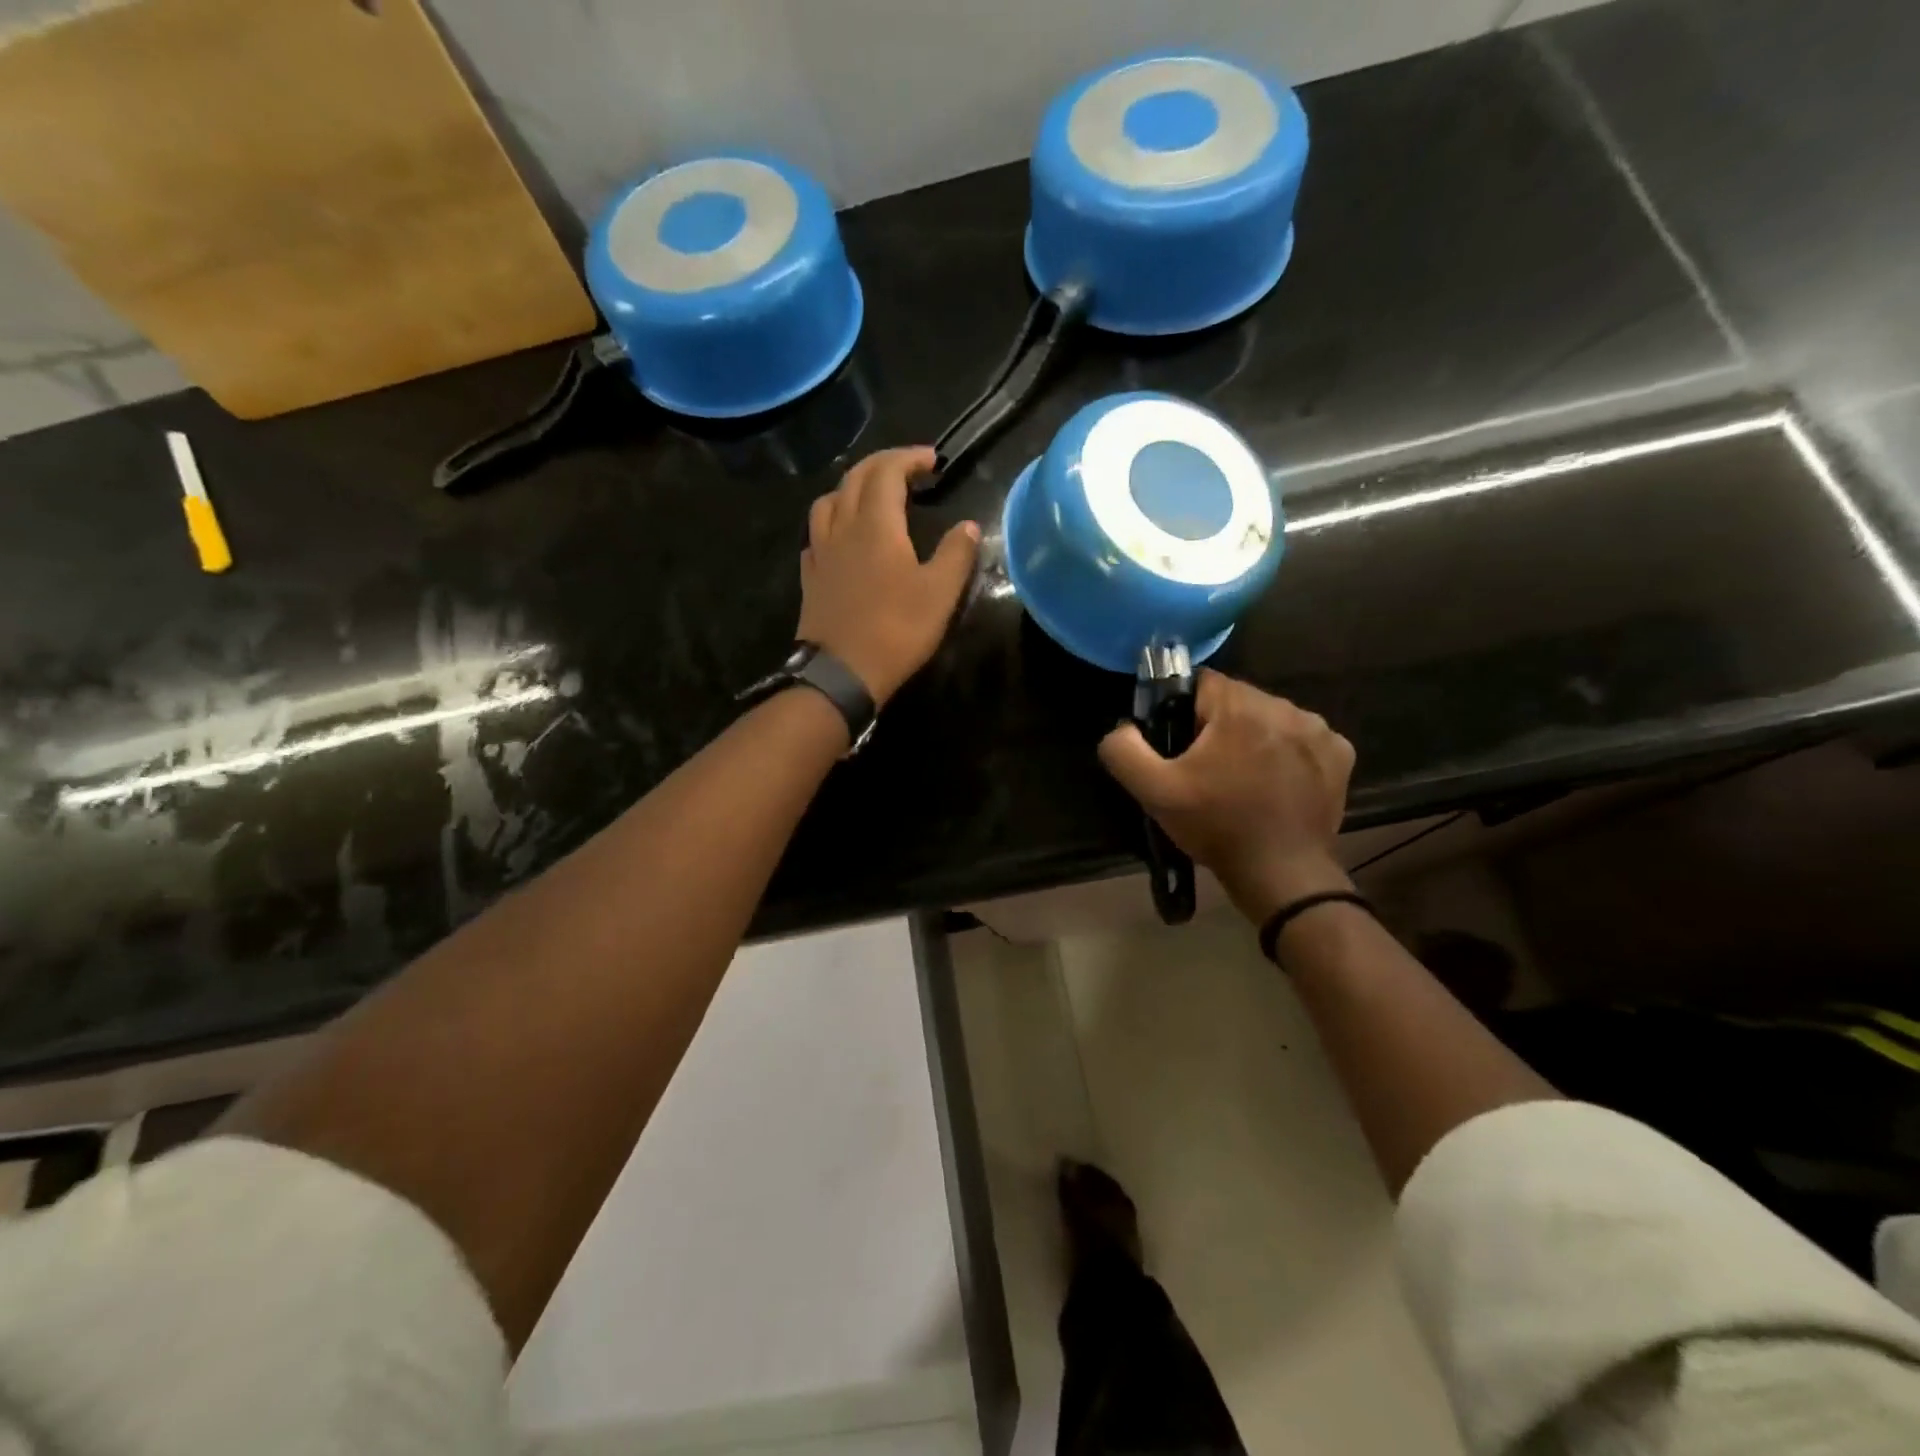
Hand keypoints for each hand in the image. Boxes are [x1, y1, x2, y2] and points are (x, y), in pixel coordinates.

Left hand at [797, 447, 980, 705]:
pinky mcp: (810, 576)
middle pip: (855, 477)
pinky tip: (844, 535)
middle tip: (908, 469)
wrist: (841, 672)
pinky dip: (833, 519)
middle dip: (883, 464)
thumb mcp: (940, 593)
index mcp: (876, 524)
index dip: (910, 458)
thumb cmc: (896, 630)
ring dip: (852, 487)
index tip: (933, 462)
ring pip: (829, 500)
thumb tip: (968, 526)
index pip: (887, 471)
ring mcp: (820, 551)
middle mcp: (842, 527)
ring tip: (873, 496)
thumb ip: (956, 554)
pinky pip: (817, 532)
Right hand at [1098, 671, 1355, 921]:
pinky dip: (1287, 753)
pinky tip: (1277, 784)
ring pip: (1270, 717)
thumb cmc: (1216, 827)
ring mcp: (1318, 730)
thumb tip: (1123, 726)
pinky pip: (1301, 738)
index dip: (1184, 711)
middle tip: (1208, 770)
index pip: (1202, 682)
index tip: (1182, 747)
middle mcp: (1284, 707)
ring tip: (1243, 779)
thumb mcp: (1154, 792)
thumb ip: (1124, 749)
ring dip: (1254, 737)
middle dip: (1219, 725)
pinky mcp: (1340, 754)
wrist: (1282, 874)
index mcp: (1239, 707)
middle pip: (1237, 699)